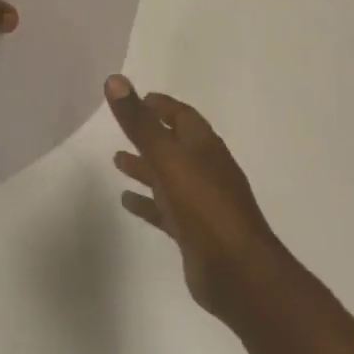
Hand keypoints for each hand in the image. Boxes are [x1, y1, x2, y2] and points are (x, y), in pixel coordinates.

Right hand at [106, 76, 285, 323]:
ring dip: (145, 167)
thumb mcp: (168, 159)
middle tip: (122, 126)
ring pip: (168, 177)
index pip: (182, 116)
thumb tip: (115, 79)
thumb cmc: (205, 208)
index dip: (161, 105)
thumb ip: (140, 122)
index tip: (137, 98)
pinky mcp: (193, 232)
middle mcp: (205, 170)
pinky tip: (127, 201)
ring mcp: (201, 203)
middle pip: (174, 145)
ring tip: (116, 160)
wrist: (239, 273)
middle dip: (150, 134)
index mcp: (204, 147)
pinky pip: (165, 209)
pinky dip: (147, 202)